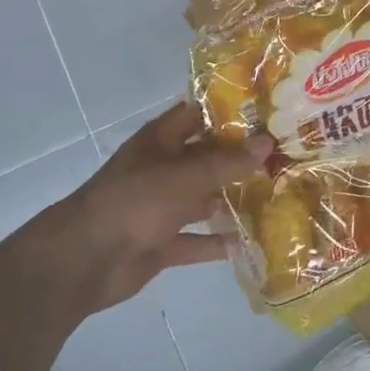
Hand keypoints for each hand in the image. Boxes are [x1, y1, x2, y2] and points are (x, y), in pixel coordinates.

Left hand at [45, 103, 271, 314]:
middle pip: (206, 157)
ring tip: (277, 193)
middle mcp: (162, 168)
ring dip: (233, 198)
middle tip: (285, 153)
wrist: (85, 260)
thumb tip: (268, 142)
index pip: (199, 114)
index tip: (268, 110)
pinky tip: (252, 241)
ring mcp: (161, 206)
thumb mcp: (186, 176)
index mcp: (161, 140)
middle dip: (241, 157)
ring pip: (204, 197)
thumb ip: (228, 162)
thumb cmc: (135, 202)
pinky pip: (196, 239)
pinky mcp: (162, 241)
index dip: (230, 110)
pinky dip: (219, 242)